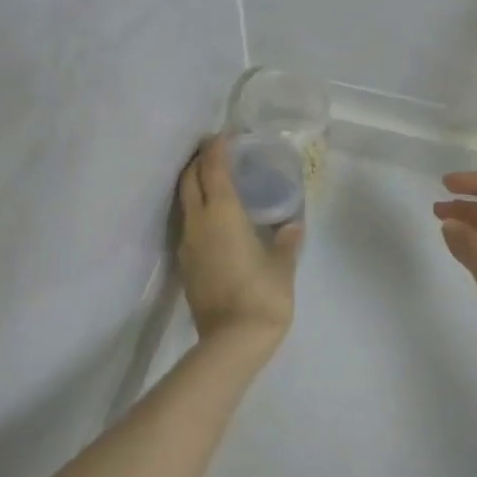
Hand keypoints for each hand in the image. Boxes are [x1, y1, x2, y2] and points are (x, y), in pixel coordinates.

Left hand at [177, 136, 302, 353]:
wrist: (232, 341)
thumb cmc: (263, 295)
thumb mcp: (283, 265)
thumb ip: (286, 241)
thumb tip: (292, 225)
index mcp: (222, 214)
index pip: (213, 168)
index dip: (217, 148)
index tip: (226, 136)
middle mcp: (198, 222)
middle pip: (190, 180)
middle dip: (199, 161)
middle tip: (218, 154)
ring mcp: (187, 244)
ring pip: (184, 202)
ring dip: (195, 185)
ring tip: (216, 182)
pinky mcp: (185, 264)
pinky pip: (187, 224)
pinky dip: (197, 210)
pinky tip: (215, 218)